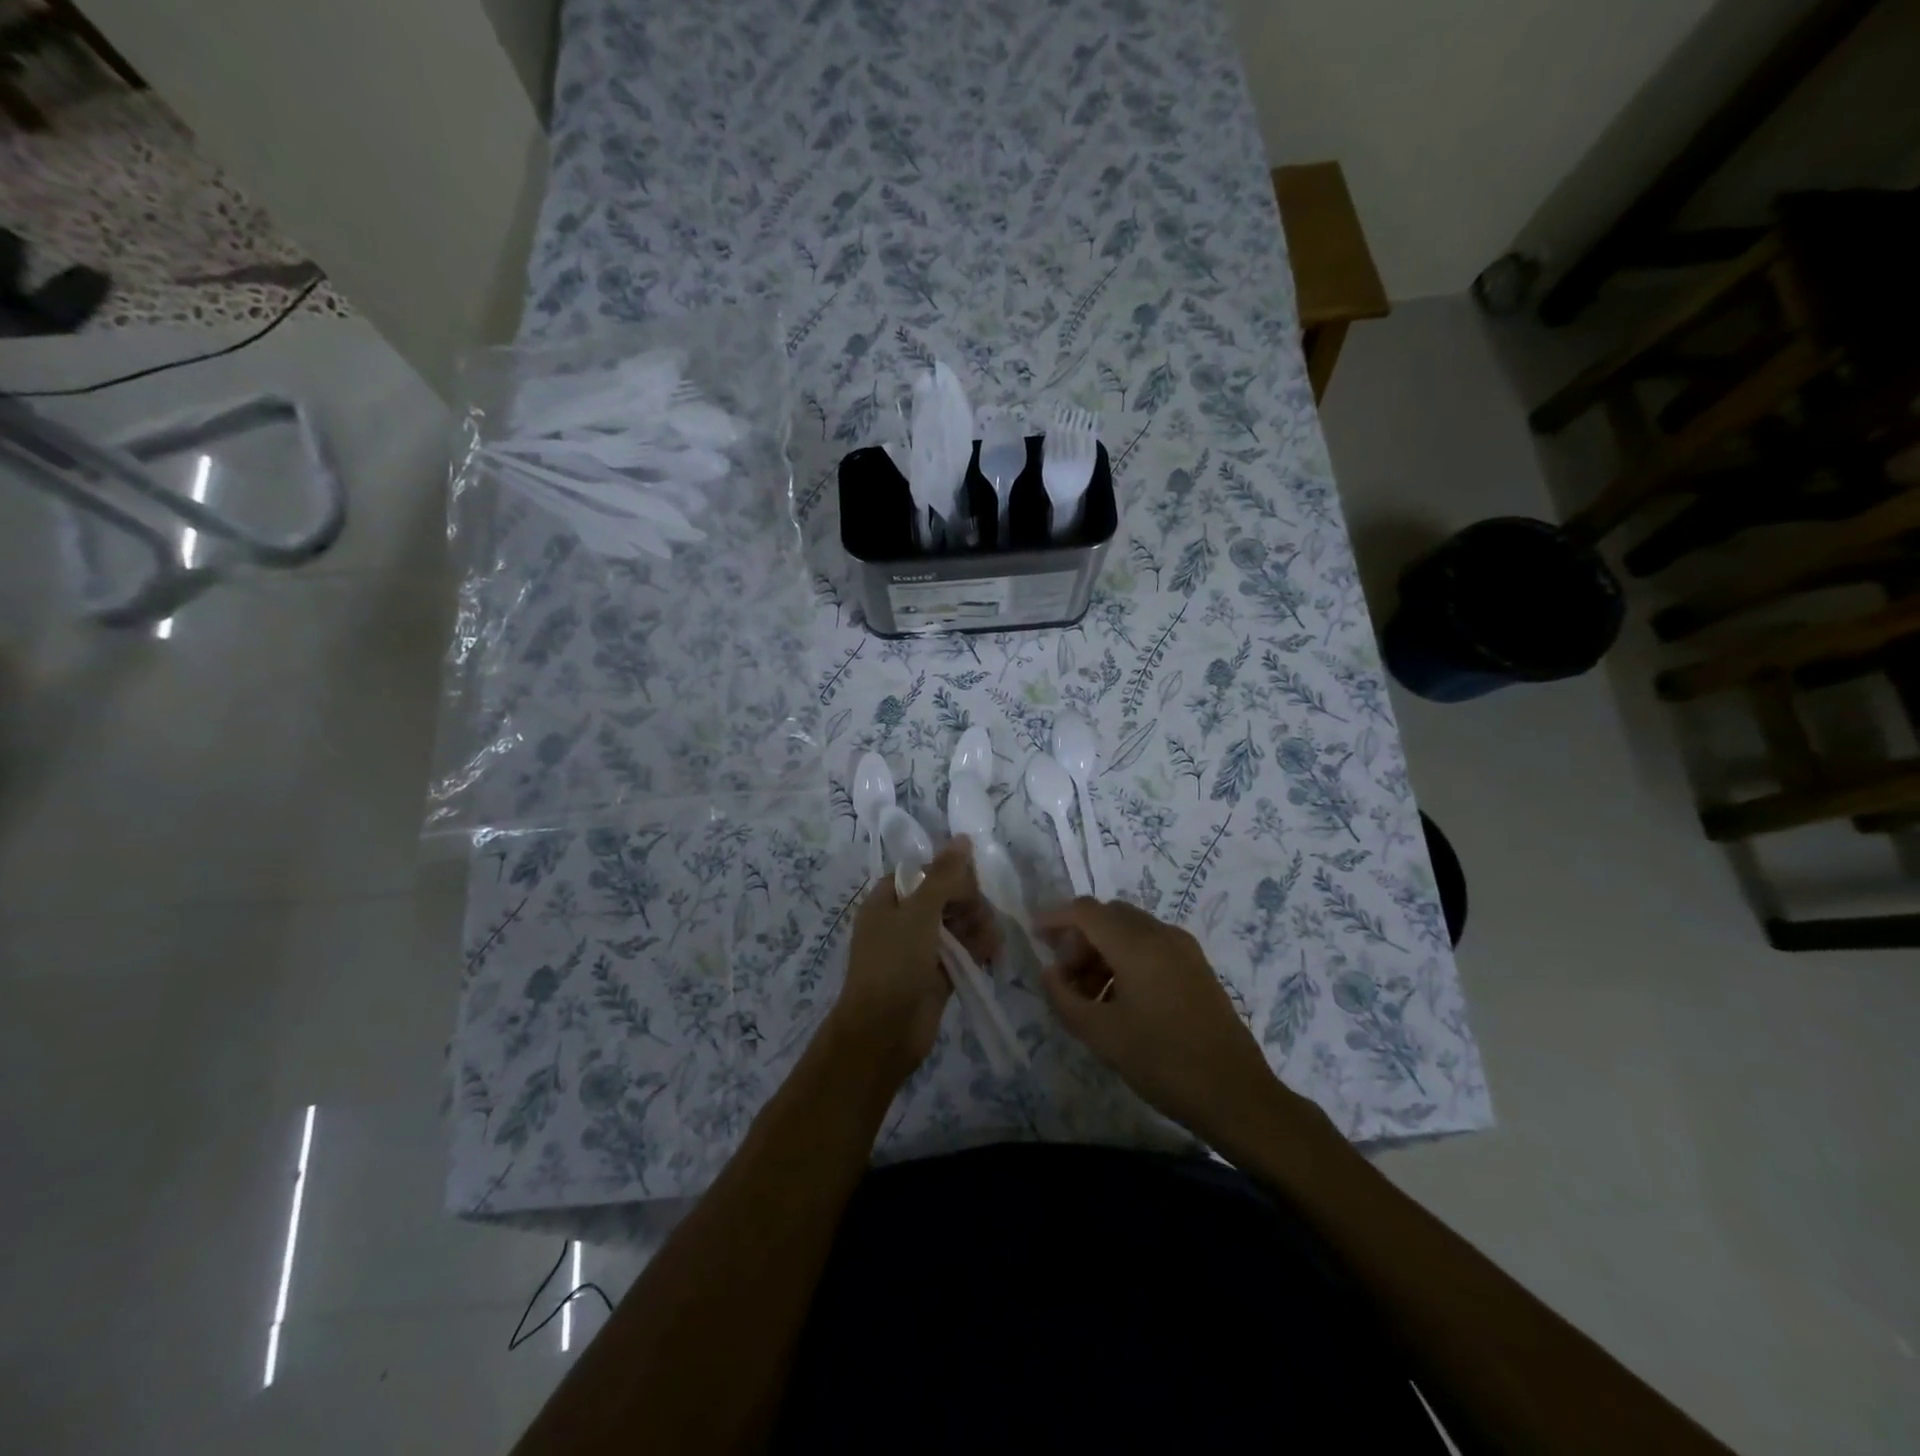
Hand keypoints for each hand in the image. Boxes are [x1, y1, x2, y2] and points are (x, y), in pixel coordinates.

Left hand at [830, 836, 1000, 1086]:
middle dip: (969, 903)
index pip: (923, 873)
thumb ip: (943, 876)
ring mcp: (919, 950)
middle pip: (943, 897)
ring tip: (992, 942)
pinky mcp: (936, 976)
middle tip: (982, 919)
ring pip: (956, 925)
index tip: (971, 885)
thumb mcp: (918, 913)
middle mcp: (901, 921)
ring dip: (978, 927)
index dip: (948, 874)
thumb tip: (962, 838)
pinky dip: (977, 950)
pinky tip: (993, 954)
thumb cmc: (893, 965)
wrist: (882, 1034)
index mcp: (887, 901)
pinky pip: (961, 953)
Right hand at [1037, 898, 1289, 1145]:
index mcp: (1137, 945)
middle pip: (1109, 916)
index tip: (1035, 937)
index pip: (1086, 911)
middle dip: (1080, 938)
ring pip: (1131, 930)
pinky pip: (1152, 945)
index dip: (1056, 918)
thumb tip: (1049, 973)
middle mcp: (1162, 934)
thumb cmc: (1163, 1062)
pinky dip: (1127, 958)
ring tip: (1089, 995)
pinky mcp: (1197, 966)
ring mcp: (1184, 948)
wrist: (1235, 1095)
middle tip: (1065, 976)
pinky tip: (1120, 999)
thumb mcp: (1101, 1035)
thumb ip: (1064, 998)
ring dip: (1103, 950)